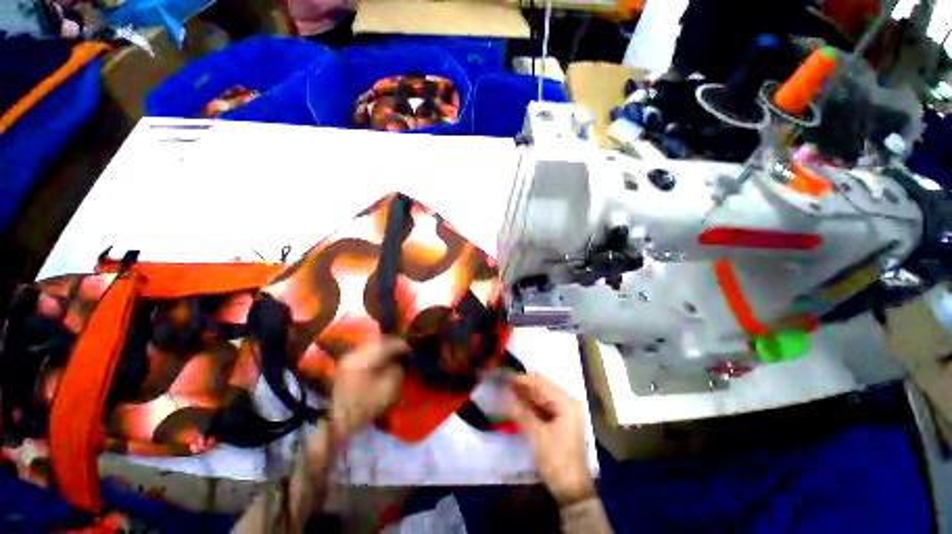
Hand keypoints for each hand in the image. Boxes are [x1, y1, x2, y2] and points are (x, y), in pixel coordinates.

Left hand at [330, 338, 408, 440]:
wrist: (336, 424)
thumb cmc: (365, 407)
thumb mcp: (388, 390)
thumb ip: (398, 369)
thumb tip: (401, 359)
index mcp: (365, 358)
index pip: (389, 344)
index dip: (403, 345)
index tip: (412, 351)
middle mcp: (356, 352)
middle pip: (379, 342)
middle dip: (393, 345)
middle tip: (404, 352)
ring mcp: (349, 357)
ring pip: (372, 346)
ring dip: (385, 349)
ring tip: (394, 356)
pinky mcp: (346, 364)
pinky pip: (365, 353)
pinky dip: (376, 355)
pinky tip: (382, 362)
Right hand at [509, 373, 594, 505]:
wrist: (571, 490)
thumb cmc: (557, 460)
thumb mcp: (537, 435)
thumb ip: (521, 411)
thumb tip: (504, 393)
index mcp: (566, 403)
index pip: (541, 383)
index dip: (522, 379)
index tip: (504, 376)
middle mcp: (566, 403)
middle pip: (540, 389)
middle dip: (521, 387)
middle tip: (502, 383)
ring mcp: (562, 412)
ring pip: (539, 398)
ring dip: (523, 395)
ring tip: (504, 390)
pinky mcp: (557, 421)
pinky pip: (540, 407)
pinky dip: (528, 405)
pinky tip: (514, 403)